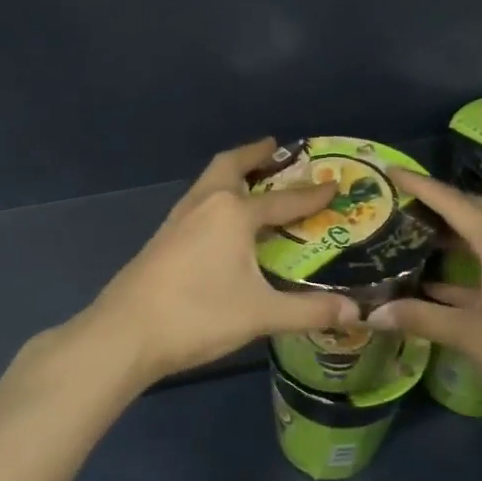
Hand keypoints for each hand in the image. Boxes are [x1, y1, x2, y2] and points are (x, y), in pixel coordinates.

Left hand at [79, 138, 358, 389]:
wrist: (125, 333)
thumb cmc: (198, 315)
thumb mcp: (260, 314)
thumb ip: (309, 311)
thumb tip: (356, 313)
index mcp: (232, 213)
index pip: (283, 200)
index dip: (311, 195)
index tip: (333, 184)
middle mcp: (204, 205)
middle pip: (229, 166)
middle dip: (253, 154)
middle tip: (274, 148)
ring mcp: (177, 220)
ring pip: (208, 183)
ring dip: (231, 174)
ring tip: (251, 182)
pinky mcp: (162, 238)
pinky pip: (196, 203)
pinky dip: (215, 198)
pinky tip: (220, 224)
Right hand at [365, 169, 481, 439]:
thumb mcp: (468, 336)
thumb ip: (420, 317)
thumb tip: (372, 314)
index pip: (455, 204)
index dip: (421, 186)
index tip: (391, 170)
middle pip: (476, 211)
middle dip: (441, 202)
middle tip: (402, 202)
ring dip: (453, 234)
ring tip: (413, 234)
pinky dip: (465, 266)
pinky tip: (434, 283)